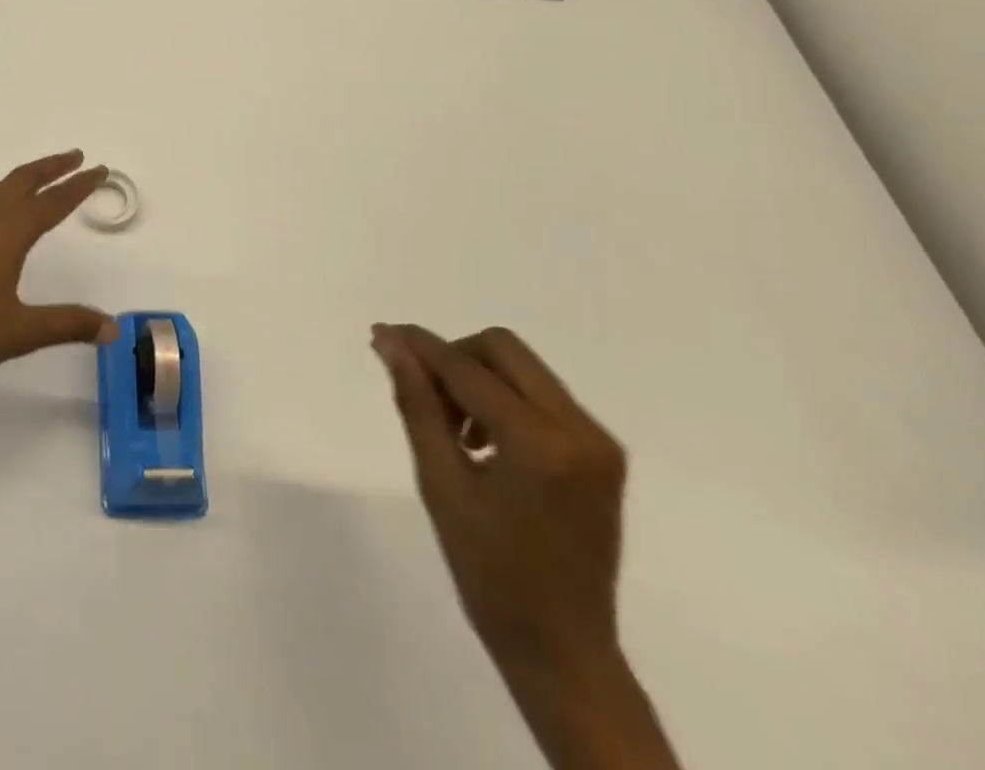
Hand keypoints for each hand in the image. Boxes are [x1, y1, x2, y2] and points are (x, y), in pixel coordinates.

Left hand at [0, 151, 119, 401]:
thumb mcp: (20, 333)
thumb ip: (68, 325)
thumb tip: (113, 328)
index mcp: (6, 235)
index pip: (51, 202)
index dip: (78, 186)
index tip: (99, 169)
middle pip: (21, 182)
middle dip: (51, 167)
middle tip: (77, 157)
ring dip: (24, 178)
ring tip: (43, 179)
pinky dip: (2, 195)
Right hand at [371, 324, 626, 675]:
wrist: (562, 649)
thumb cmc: (489, 572)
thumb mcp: (440, 483)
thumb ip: (417, 403)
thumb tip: (390, 343)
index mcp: (540, 443)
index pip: (468, 368)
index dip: (421, 347)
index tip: (381, 334)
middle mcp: (579, 429)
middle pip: (503, 349)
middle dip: (454, 358)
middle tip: (426, 399)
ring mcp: (598, 440)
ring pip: (522, 369)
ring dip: (478, 379)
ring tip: (453, 430)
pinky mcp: (602, 453)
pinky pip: (541, 396)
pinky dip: (504, 400)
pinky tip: (483, 442)